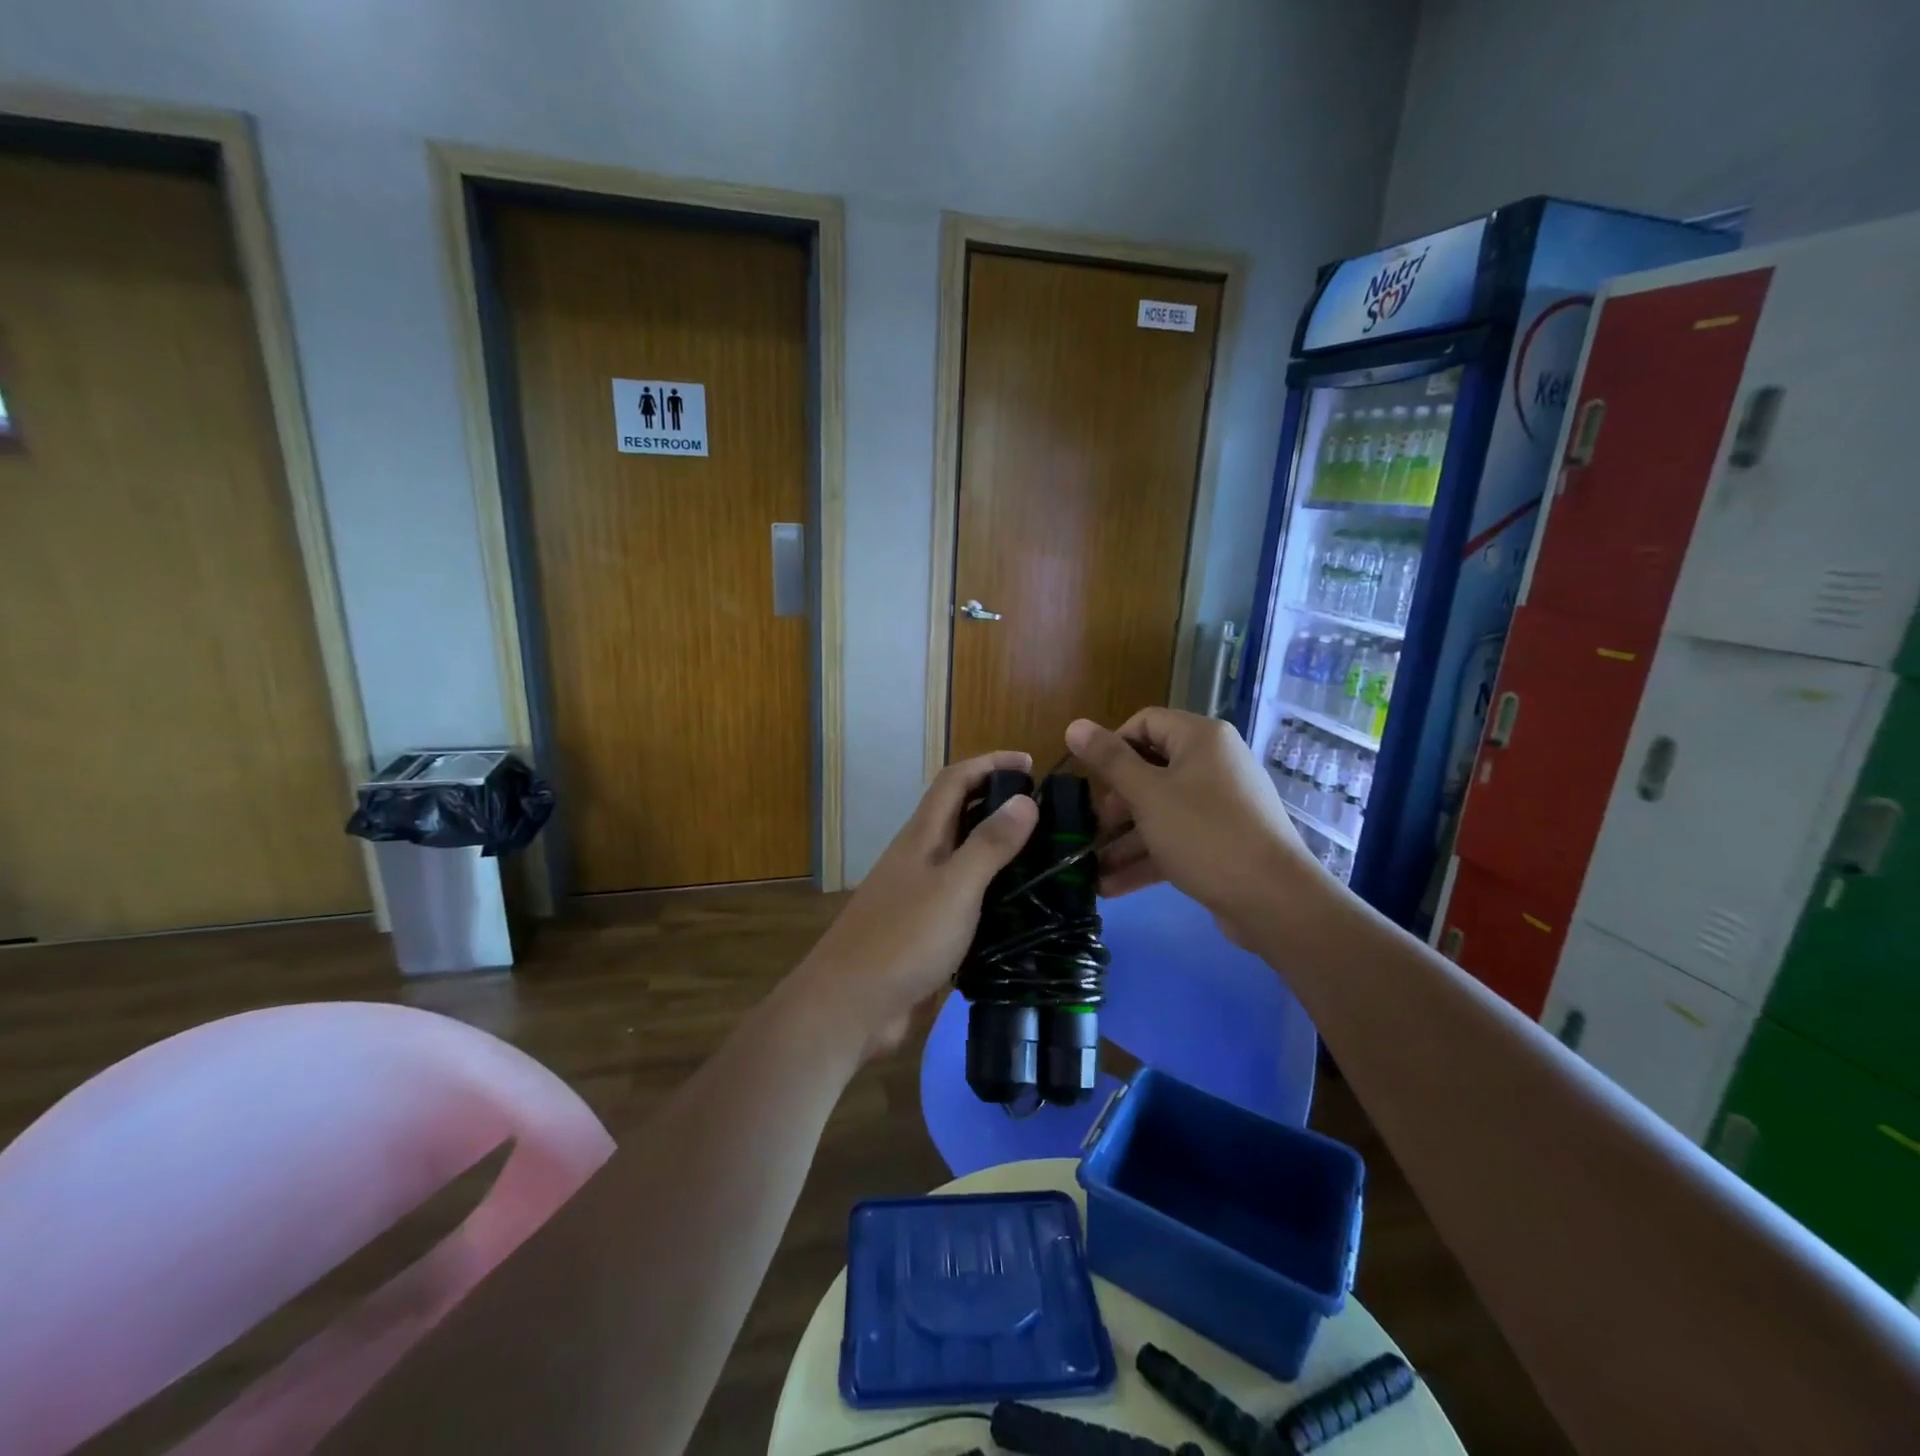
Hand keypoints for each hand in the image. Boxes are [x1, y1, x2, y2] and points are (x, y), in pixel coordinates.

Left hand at [788, 751, 1038, 1058]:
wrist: (852, 1005)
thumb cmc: (904, 938)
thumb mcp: (955, 887)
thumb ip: (989, 844)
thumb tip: (1024, 799)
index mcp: (923, 836)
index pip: (955, 780)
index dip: (990, 763)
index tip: (1031, 764)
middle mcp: (920, 857)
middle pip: (958, 813)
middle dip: (998, 801)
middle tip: (1047, 813)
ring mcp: (920, 894)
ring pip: (962, 856)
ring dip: (997, 846)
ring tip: (1043, 856)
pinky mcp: (926, 930)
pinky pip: (964, 896)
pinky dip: (991, 890)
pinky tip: (1019, 906)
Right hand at [1065, 710, 1324, 931]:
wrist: (1273, 899)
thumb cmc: (1204, 833)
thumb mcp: (1147, 795)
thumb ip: (1109, 760)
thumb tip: (1074, 725)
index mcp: (1200, 738)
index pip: (1145, 723)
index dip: (1112, 746)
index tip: (1089, 779)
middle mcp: (1213, 764)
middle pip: (1150, 769)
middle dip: (1115, 802)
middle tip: (1093, 829)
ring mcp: (1220, 804)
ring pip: (1160, 810)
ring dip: (1124, 839)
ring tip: (1090, 868)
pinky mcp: (1221, 840)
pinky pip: (1176, 838)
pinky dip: (1147, 857)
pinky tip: (1111, 886)